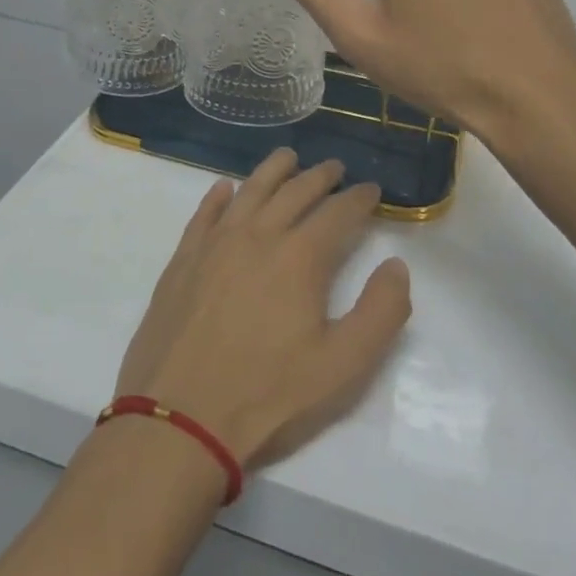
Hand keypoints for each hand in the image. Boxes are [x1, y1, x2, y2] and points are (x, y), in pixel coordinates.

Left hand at [114, 150, 411, 470]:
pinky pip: (205, 214)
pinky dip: (218, 196)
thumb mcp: (343, 367)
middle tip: (335, 168)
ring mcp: (215, 243)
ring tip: (288, 156)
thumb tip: (396, 265)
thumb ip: (381, 313)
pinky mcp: (183, 259)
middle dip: (320, 176)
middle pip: (294, 192)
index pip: (338, 213)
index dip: (359, 198)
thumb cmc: (268, 395)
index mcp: (300, 257)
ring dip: (273, 170)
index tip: (372, 189)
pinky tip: (225, 189)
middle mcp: (258, 235)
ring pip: (250, 191)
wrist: (179, 418)